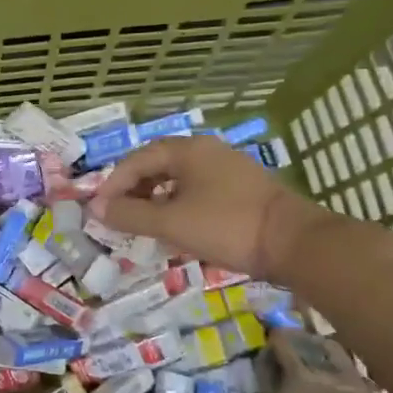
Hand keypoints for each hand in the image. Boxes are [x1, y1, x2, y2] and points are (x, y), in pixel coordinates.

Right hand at [89, 136, 333, 282]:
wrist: (295, 242)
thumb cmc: (226, 226)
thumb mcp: (171, 223)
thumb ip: (130, 215)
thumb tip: (97, 209)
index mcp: (188, 150)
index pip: (137, 159)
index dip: (113, 184)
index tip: (99, 209)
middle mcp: (207, 151)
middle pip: (158, 164)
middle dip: (134, 189)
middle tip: (118, 215)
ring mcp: (228, 169)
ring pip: (179, 179)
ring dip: (155, 198)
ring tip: (143, 223)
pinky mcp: (242, 189)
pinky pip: (198, 190)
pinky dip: (178, 205)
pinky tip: (177, 227)